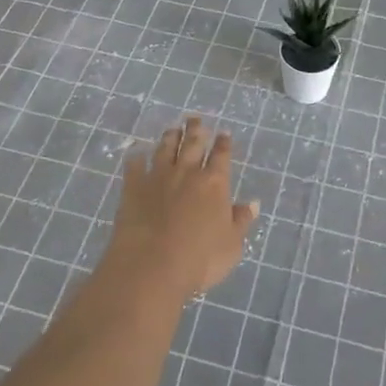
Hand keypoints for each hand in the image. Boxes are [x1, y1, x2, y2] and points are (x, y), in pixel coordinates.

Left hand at [101, 116, 257, 302]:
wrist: (151, 266)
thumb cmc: (200, 260)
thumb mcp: (231, 245)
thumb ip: (241, 221)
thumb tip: (252, 203)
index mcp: (214, 183)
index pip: (221, 156)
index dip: (223, 143)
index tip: (223, 133)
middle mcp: (187, 172)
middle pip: (192, 144)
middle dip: (196, 130)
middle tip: (195, 119)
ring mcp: (158, 177)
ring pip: (165, 149)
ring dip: (170, 137)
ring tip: (172, 129)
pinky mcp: (133, 187)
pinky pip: (135, 166)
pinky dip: (136, 158)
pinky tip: (136, 154)